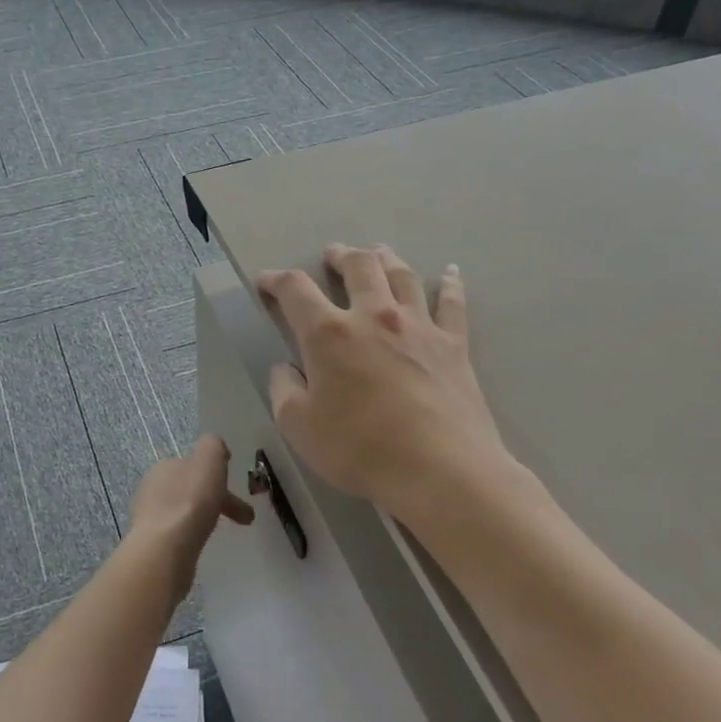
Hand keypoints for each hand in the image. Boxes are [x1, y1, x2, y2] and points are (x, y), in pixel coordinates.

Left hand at [127, 435, 254, 601]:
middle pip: (191, 489)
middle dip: (216, 500)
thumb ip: (214, 446)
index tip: (238, 492)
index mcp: (165, 466)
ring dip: (204, 517)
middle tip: (243, 519)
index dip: (219, 476)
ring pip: (185, 511)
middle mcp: (152, 487)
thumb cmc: (191, 501)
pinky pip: (178, 533)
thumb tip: (217, 449)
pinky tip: (200, 545)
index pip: (195, 466)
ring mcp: (149, 517)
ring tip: (222, 533)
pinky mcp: (151, 543)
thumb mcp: (209, 459)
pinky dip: (192, 535)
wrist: (165, 549)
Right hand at [255, 245, 527, 526]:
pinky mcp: (453, 344)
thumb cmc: (360, 449)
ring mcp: (418, 326)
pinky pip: (452, 303)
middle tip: (332, 255)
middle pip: (357, 266)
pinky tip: (451, 272)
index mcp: (329, 334)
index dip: (276, 280)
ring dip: (385, 258)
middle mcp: (373, 316)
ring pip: (401, 275)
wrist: (440, 469)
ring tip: (377, 252)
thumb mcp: (298, 426)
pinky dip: (450, 284)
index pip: (295, 290)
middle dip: (340, 255)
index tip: (266, 281)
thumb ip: (284, 390)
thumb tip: (285, 369)